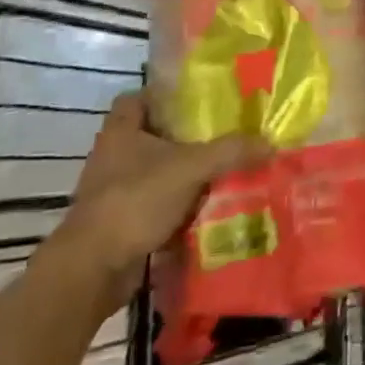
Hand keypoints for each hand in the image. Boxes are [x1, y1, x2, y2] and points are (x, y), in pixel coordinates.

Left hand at [48, 92, 267, 308]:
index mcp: (121, 133)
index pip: (136, 98)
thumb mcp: (191, 168)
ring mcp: (115, 192)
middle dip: (187, 137)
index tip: (198, 99)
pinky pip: (158, 204)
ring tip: (226, 169)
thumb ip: (231, 151)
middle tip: (226, 133)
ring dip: (187, 173)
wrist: (93, 269)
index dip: (164, 95)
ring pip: (158, 172)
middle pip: (153, 136)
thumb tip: (271, 143)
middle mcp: (113, 157)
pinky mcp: (122, 222)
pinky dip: (181, 205)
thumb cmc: (135, 201)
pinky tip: (211, 206)